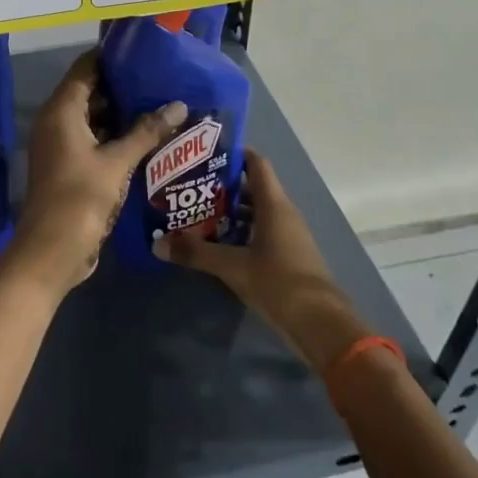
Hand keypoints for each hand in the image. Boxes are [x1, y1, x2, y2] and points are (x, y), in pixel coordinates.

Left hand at [10, 52, 185, 297]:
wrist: (51, 251)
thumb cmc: (80, 198)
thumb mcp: (117, 162)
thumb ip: (147, 131)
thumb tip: (179, 104)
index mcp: (61, 111)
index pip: (86, 68)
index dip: (112, 57)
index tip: (145, 51)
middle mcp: (56, 122)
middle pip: (90, 91)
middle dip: (123, 86)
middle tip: (162, 79)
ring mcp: (61, 146)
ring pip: (93, 118)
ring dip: (122, 113)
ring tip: (162, 103)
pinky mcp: (69, 167)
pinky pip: (94, 140)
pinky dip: (116, 136)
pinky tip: (147, 137)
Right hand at [157, 150, 369, 373]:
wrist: (320, 324)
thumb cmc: (278, 282)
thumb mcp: (232, 267)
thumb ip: (196, 253)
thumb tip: (157, 244)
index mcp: (274, 205)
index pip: (256, 164)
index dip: (234, 154)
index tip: (205, 153)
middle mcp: (283, 213)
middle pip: (252, 188)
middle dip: (223, 186)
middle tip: (190, 186)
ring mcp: (288, 235)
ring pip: (256, 212)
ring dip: (230, 212)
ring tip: (197, 213)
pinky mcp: (288, 256)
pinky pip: (261, 233)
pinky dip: (240, 232)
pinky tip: (217, 243)